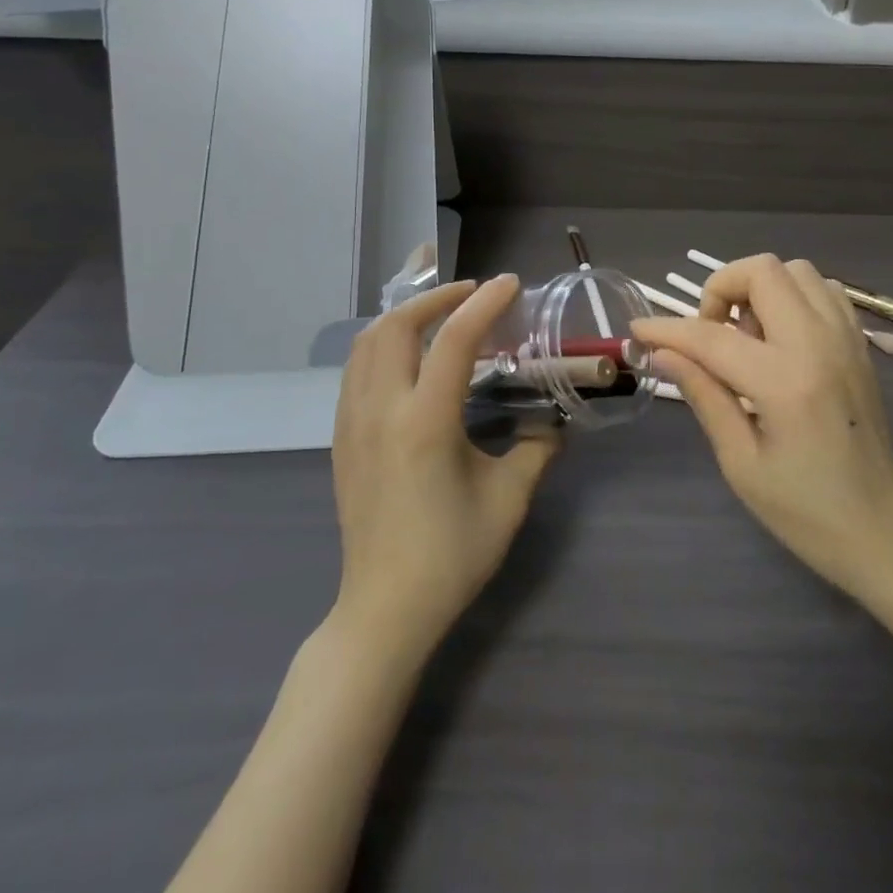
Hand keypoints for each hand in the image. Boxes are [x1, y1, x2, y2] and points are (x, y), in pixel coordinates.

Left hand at [331, 275, 559, 659]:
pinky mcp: (341, 438)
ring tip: (440, 315)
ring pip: (367, 343)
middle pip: (396, 326)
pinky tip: (409, 357)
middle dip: (435, 297)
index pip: (454, 340)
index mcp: (425, 423)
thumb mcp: (509, 499)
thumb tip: (551, 423)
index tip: (510, 284)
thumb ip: (536, 449)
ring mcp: (352, 423)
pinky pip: (356, 369)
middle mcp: (381, 411)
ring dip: (404, 316)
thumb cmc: (451, 554)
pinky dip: (383, 343)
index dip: (485, 303)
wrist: (385, 608)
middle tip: (472, 293)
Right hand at [632, 255, 892, 603]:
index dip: (667, 329)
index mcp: (785, 381)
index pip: (711, 336)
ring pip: (797, 270)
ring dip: (761, 289)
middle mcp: (820, 344)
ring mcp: (847, 339)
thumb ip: (703, 395)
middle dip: (721, 288)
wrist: (880, 531)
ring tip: (747, 336)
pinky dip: (794, 297)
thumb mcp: (740, 461)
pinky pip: (825, 291)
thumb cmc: (803, 510)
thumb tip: (662, 352)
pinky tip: (781, 338)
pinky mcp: (860, 346)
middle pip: (763, 270)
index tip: (639, 330)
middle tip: (710, 334)